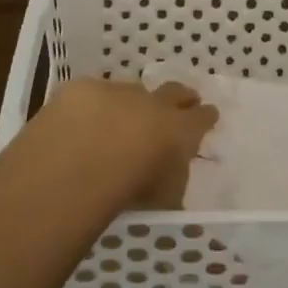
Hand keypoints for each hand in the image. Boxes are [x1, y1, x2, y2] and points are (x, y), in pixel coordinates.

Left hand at [45, 78, 218, 209]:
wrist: (79, 162)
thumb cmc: (130, 191)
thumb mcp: (165, 198)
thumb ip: (173, 179)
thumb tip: (170, 174)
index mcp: (179, 130)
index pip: (202, 118)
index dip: (206, 117)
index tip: (208, 115)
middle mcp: (153, 103)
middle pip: (174, 91)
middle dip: (181, 96)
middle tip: (183, 101)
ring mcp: (118, 91)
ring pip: (132, 91)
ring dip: (132, 103)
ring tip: (123, 118)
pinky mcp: (83, 88)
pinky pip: (94, 95)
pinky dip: (93, 107)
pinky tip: (83, 121)